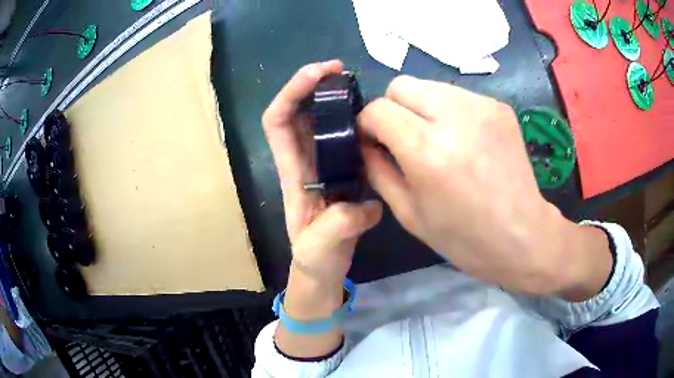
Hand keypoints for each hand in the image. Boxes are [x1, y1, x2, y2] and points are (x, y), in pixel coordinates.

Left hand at [262, 60, 381, 309]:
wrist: (323, 270)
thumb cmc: (314, 259)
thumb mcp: (320, 248)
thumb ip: (338, 226)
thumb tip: (366, 205)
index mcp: (293, 172)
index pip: (278, 121)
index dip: (292, 92)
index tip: (319, 74)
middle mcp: (305, 160)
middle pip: (298, 111)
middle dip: (313, 83)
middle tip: (342, 70)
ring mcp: (325, 164)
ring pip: (321, 120)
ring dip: (334, 97)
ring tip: (359, 85)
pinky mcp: (344, 171)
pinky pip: (345, 136)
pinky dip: (354, 118)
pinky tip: (374, 116)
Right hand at [358, 76, 611, 297]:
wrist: (522, 235)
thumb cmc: (463, 237)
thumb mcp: (408, 213)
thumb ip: (378, 170)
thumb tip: (367, 143)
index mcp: (426, 150)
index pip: (378, 108)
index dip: (368, 124)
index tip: (375, 141)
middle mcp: (453, 116)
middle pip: (401, 85)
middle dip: (393, 108)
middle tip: (404, 138)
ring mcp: (481, 106)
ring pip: (429, 85)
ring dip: (421, 107)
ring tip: (436, 137)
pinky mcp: (499, 106)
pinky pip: (458, 95)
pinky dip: (449, 111)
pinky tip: (463, 139)